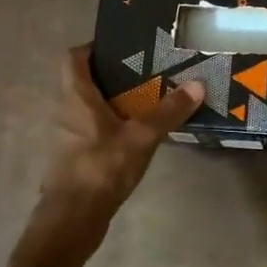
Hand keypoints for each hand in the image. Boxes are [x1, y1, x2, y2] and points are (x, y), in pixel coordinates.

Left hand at [32, 47, 201, 249]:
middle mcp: (68, 112)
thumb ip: (168, 111)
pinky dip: (115, 127)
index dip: (92, 47)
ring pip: (92, 109)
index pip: (73, 58)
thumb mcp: (141, 136)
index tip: (121, 46)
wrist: (73, 220)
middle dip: (114, 75)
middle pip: (85, 83)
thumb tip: (198, 84)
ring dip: (116, 102)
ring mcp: (70, 138)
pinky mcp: (78, 159)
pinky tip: (141, 134)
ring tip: (151, 99)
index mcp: (76, 97)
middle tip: (148, 70)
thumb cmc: (101, 168)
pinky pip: (96, 132)